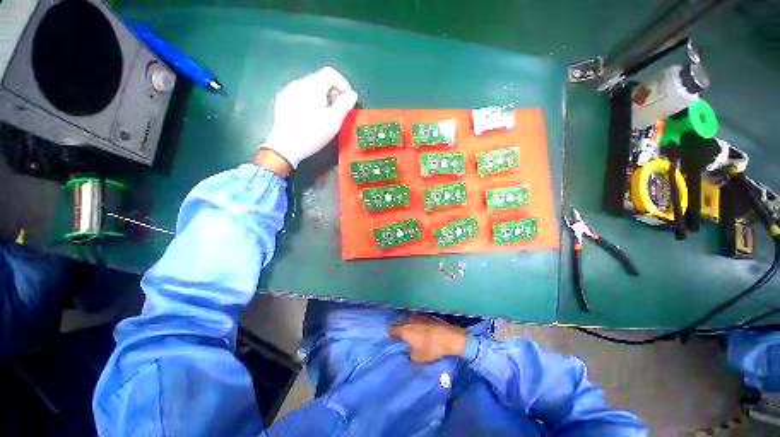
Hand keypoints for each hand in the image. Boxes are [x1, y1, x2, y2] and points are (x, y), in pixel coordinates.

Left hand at [260, 66, 357, 168]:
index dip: (343, 84)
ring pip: (310, 87)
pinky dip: (310, 100)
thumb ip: (344, 105)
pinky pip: (301, 94)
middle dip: (333, 92)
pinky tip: (311, 116)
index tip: (348, 100)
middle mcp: (299, 83)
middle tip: (338, 110)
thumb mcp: (333, 121)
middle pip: (320, 79)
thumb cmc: (313, 134)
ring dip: (322, 96)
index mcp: (313, 86)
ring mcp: (289, 91)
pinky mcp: (283, 100)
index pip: (331, 73)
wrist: (286, 146)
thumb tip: (352, 94)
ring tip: (325, 114)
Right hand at [389, 315, 467, 362]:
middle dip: (400, 329)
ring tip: (412, 333)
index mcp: (404, 329)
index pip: (391, 330)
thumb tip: (408, 349)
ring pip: (409, 320)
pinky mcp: (427, 315)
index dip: (390, 335)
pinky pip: (418, 319)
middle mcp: (408, 319)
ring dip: (409, 325)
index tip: (392, 339)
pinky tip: (422, 329)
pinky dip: (417, 323)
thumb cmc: (431, 348)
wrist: (448, 337)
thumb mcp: (417, 358)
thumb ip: (408, 353)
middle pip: (400, 323)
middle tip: (402, 337)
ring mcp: (418, 315)